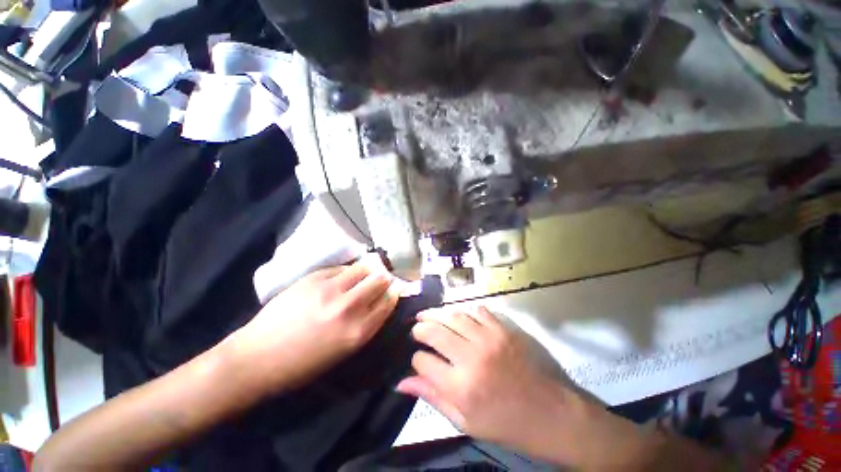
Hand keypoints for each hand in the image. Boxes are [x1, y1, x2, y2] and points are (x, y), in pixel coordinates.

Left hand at [227, 255, 400, 393]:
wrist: (258, 358)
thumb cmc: (304, 363)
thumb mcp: (345, 350)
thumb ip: (367, 323)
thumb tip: (379, 301)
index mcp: (359, 331)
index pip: (388, 301)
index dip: (392, 293)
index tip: (391, 290)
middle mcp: (349, 307)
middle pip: (380, 280)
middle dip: (383, 279)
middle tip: (378, 280)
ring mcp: (330, 290)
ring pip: (362, 268)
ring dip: (366, 271)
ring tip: (361, 276)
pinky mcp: (313, 278)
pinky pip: (340, 268)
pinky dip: (346, 271)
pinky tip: (341, 278)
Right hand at [396, 306, 628, 466]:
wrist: (551, 413)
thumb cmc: (506, 423)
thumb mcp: (465, 421)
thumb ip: (433, 397)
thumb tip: (402, 383)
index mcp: (460, 387)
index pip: (423, 361)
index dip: (416, 360)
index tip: (419, 361)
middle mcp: (471, 357)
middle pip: (434, 331)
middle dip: (420, 328)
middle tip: (416, 328)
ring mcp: (489, 339)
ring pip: (453, 316)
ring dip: (436, 313)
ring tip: (427, 315)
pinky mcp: (503, 329)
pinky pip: (476, 311)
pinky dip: (463, 311)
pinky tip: (457, 316)